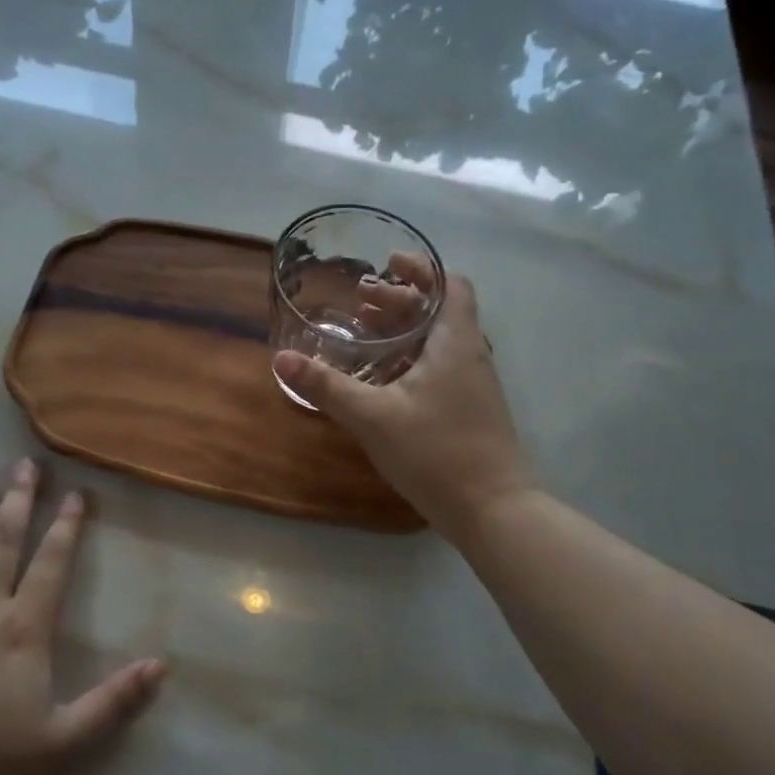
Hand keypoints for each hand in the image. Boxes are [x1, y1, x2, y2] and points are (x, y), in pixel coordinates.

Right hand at [274, 271, 533, 543]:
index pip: (451, 285)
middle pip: (441, 310)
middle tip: (362, 299)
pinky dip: (411, 357)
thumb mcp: (372, 416)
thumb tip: (281, 359)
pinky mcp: (469, 410)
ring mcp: (473, 385)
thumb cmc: (436, 452)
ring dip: (405, 329)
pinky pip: (440, 366)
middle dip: (401, 299)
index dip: (422, 269)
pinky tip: (383, 378)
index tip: (388, 264)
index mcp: (455, 342)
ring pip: (439, 340)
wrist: (493, 511)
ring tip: (365, 332)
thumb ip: (327, 386)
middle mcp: (470, 355)